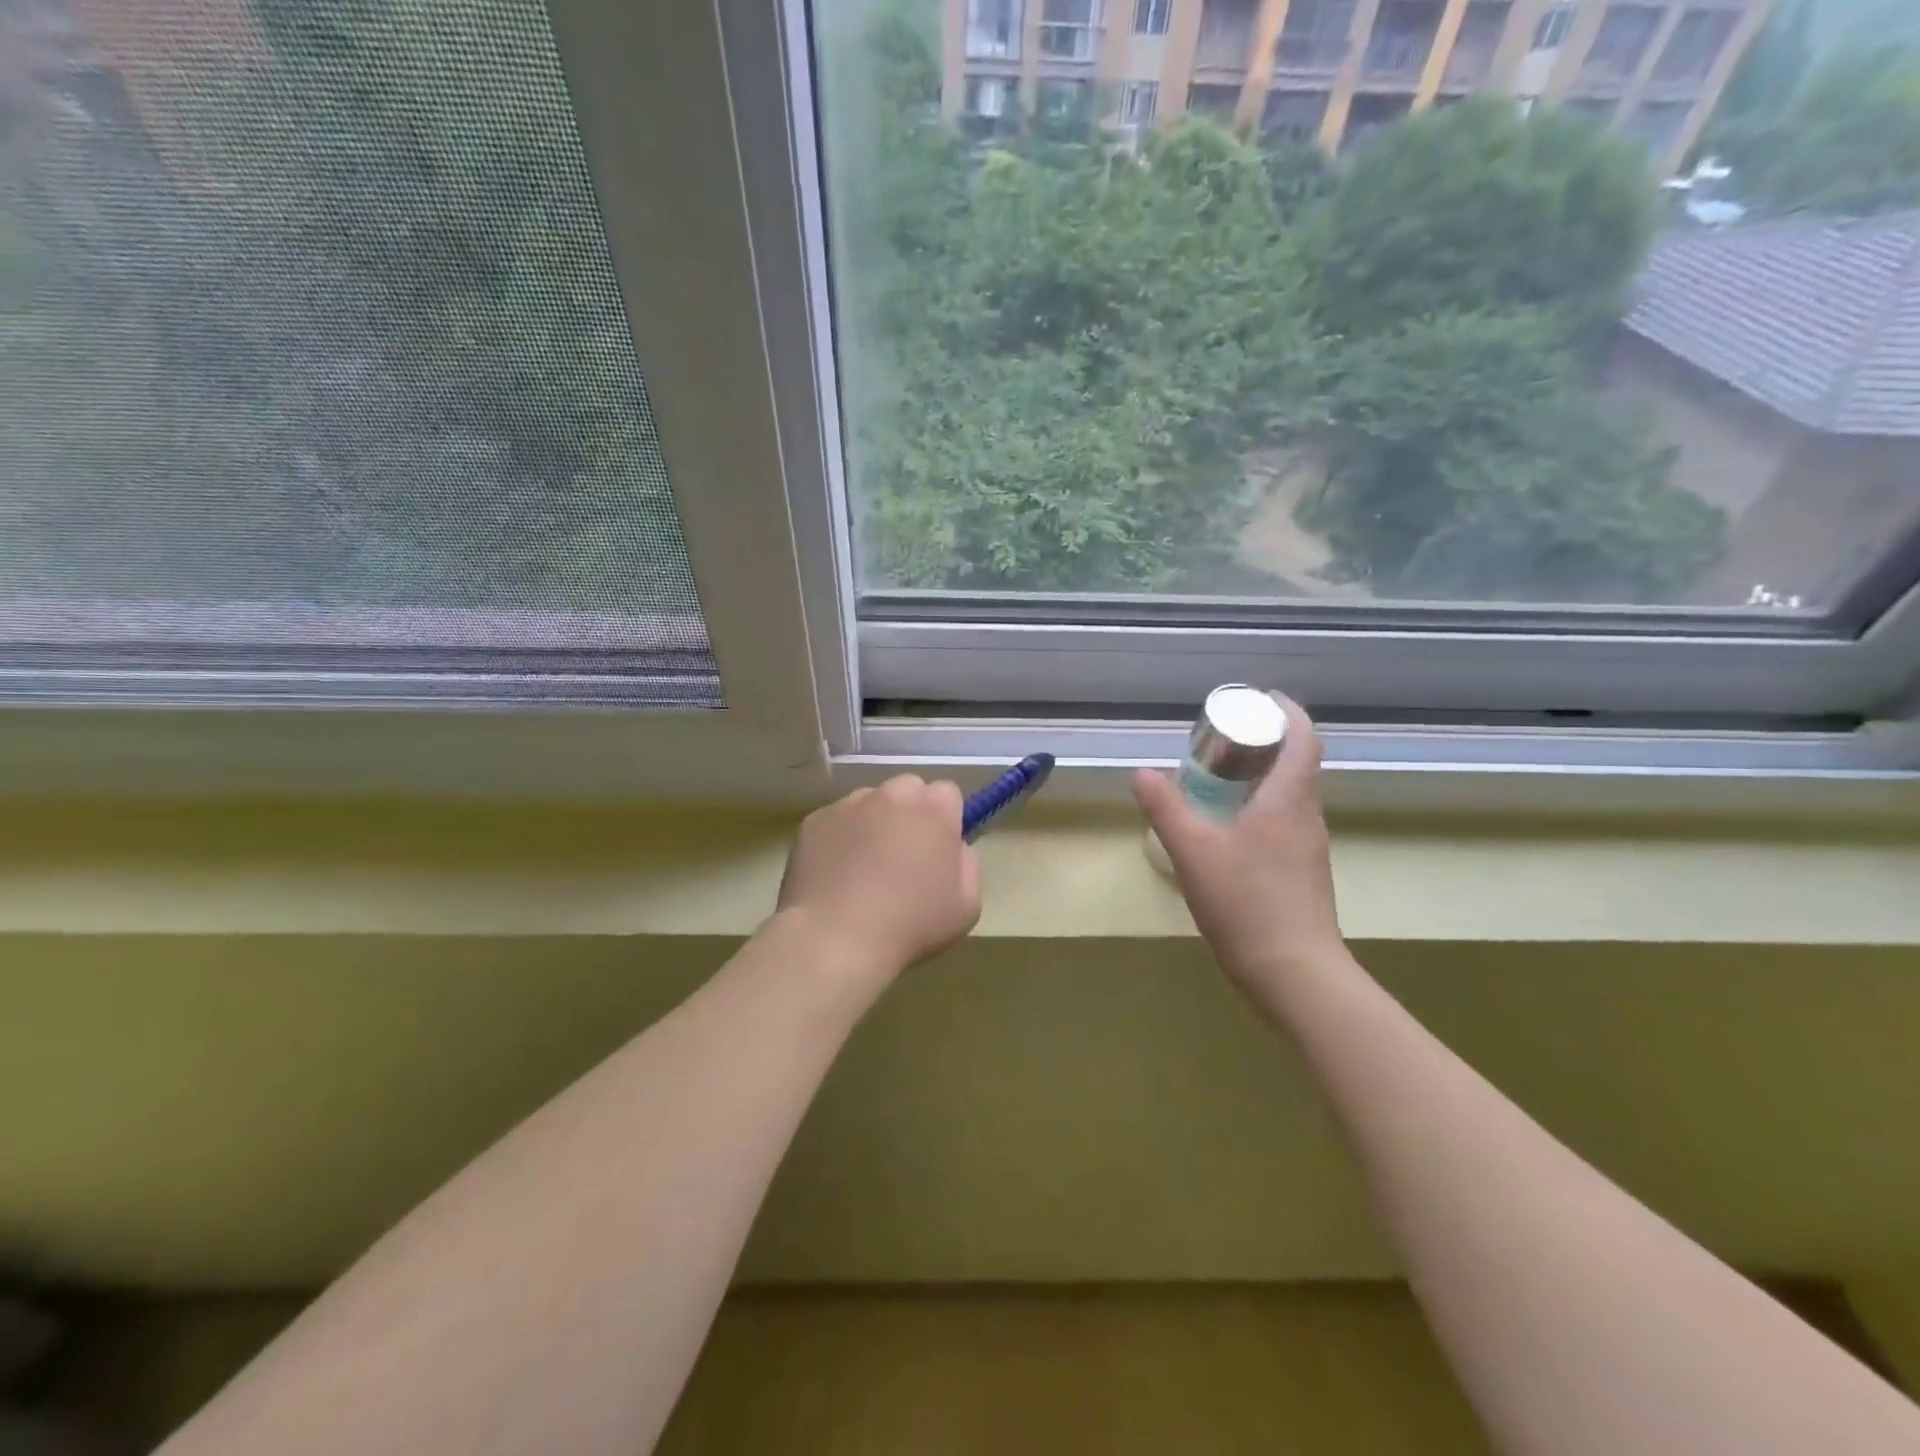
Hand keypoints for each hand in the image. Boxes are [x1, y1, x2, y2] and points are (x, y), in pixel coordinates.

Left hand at [776, 776, 981, 987]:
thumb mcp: (967, 905)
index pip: (946, 794)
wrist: (835, 939)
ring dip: (873, 823)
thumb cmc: (911, 925)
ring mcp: (849, 804)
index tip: (938, 849)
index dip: (945, 820)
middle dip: (909, 814)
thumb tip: (952, 848)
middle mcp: (892, 794)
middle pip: (907, 790)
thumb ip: (967, 863)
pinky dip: (840, 838)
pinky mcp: (814, 820)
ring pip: (869, 803)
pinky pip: (836, 822)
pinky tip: (837, 874)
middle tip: (903, 857)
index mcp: (935, 808)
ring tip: (864, 868)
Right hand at [1133, 697, 1345, 1004]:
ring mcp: (1309, 848)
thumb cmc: (1245, 901)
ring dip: (1263, 778)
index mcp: (1289, 799)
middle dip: (1266, 743)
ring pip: (1291, 796)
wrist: (1294, 972)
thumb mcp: (1193, 850)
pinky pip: (1286, 823)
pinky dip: (1262, 810)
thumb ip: (1166, 808)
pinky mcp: (1304, 874)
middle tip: (1224, 740)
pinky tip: (1229, 831)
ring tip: (1220, 781)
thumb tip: (1142, 772)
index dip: (1287, 711)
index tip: (1260, 699)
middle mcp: (1307, 816)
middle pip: (1298, 763)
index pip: (1303, 738)